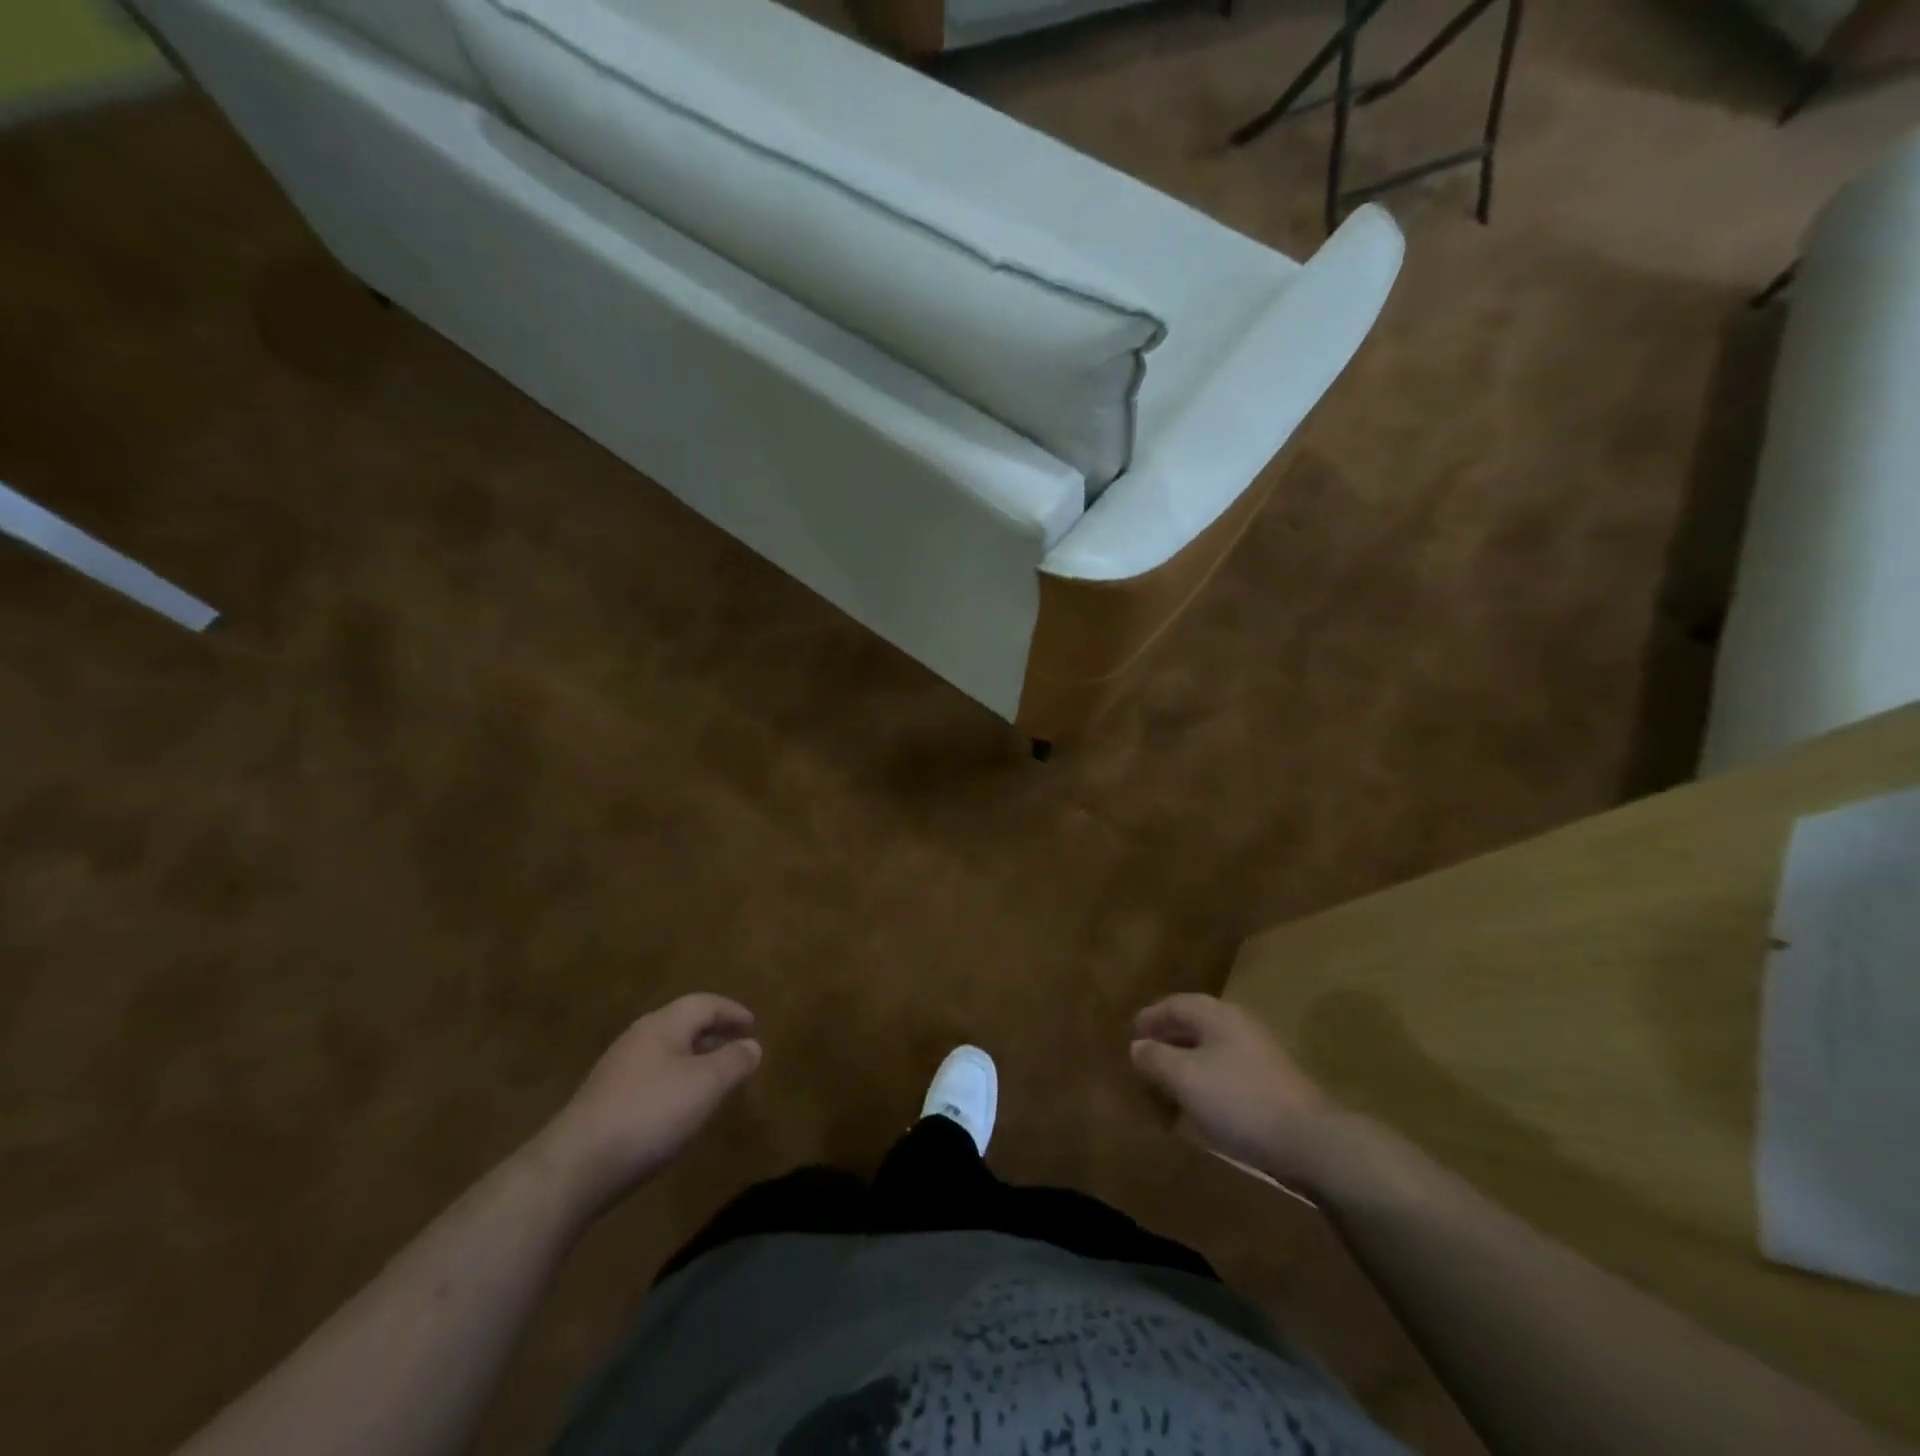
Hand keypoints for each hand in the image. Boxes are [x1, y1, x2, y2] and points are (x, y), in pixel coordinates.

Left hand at [536, 995, 762, 1210]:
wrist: (574, 1168)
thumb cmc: (650, 1114)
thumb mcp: (705, 1086)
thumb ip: (733, 1062)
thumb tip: (752, 1045)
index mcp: (662, 1025)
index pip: (703, 1004)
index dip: (732, 1011)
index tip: (754, 1025)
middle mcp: (638, 1039)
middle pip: (682, 1025)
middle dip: (713, 1034)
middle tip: (738, 1049)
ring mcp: (616, 1071)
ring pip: (666, 1053)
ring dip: (695, 1060)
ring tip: (715, 1080)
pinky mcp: (604, 1102)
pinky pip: (651, 1078)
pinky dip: (675, 1082)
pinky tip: (680, 1109)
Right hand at [1131, 994, 1350, 1194]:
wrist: (1310, 1140)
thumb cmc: (1239, 1100)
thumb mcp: (1186, 1078)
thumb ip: (1157, 1058)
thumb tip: (1137, 1045)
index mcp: (1217, 1015)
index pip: (1177, 1004)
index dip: (1152, 1015)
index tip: (1133, 1029)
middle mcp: (1240, 1025)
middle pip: (1197, 1022)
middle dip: (1170, 1034)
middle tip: (1147, 1049)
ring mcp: (1261, 1053)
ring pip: (1214, 1045)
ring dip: (1189, 1055)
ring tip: (1169, 1074)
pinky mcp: (1274, 1082)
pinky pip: (1229, 1067)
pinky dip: (1208, 1074)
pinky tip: (1202, 1097)